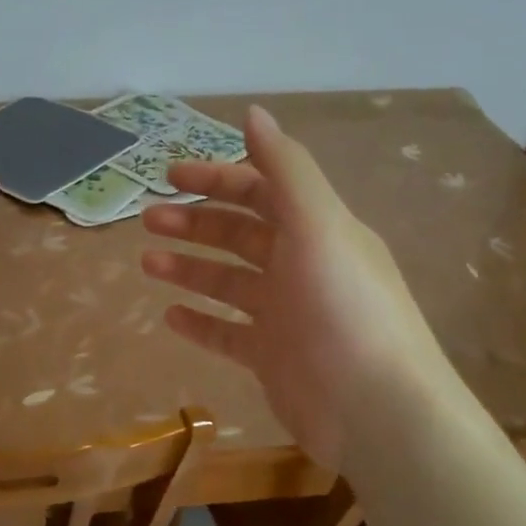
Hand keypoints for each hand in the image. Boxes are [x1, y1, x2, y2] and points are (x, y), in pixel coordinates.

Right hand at [140, 105, 458, 469]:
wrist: (378, 413)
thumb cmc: (345, 310)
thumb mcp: (320, 226)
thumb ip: (286, 168)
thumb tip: (254, 112)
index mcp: (317, 230)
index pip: (261, 190)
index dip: (217, 178)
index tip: (170, 175)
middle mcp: (301, 266)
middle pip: (239, 234)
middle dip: (194, 222)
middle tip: (148, 220)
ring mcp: (286, 315)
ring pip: (227, 282)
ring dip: (188, 268)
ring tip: (147, 264)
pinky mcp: (273, 358)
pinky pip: (227, 333)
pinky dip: (200, 322)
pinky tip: (169, 316)